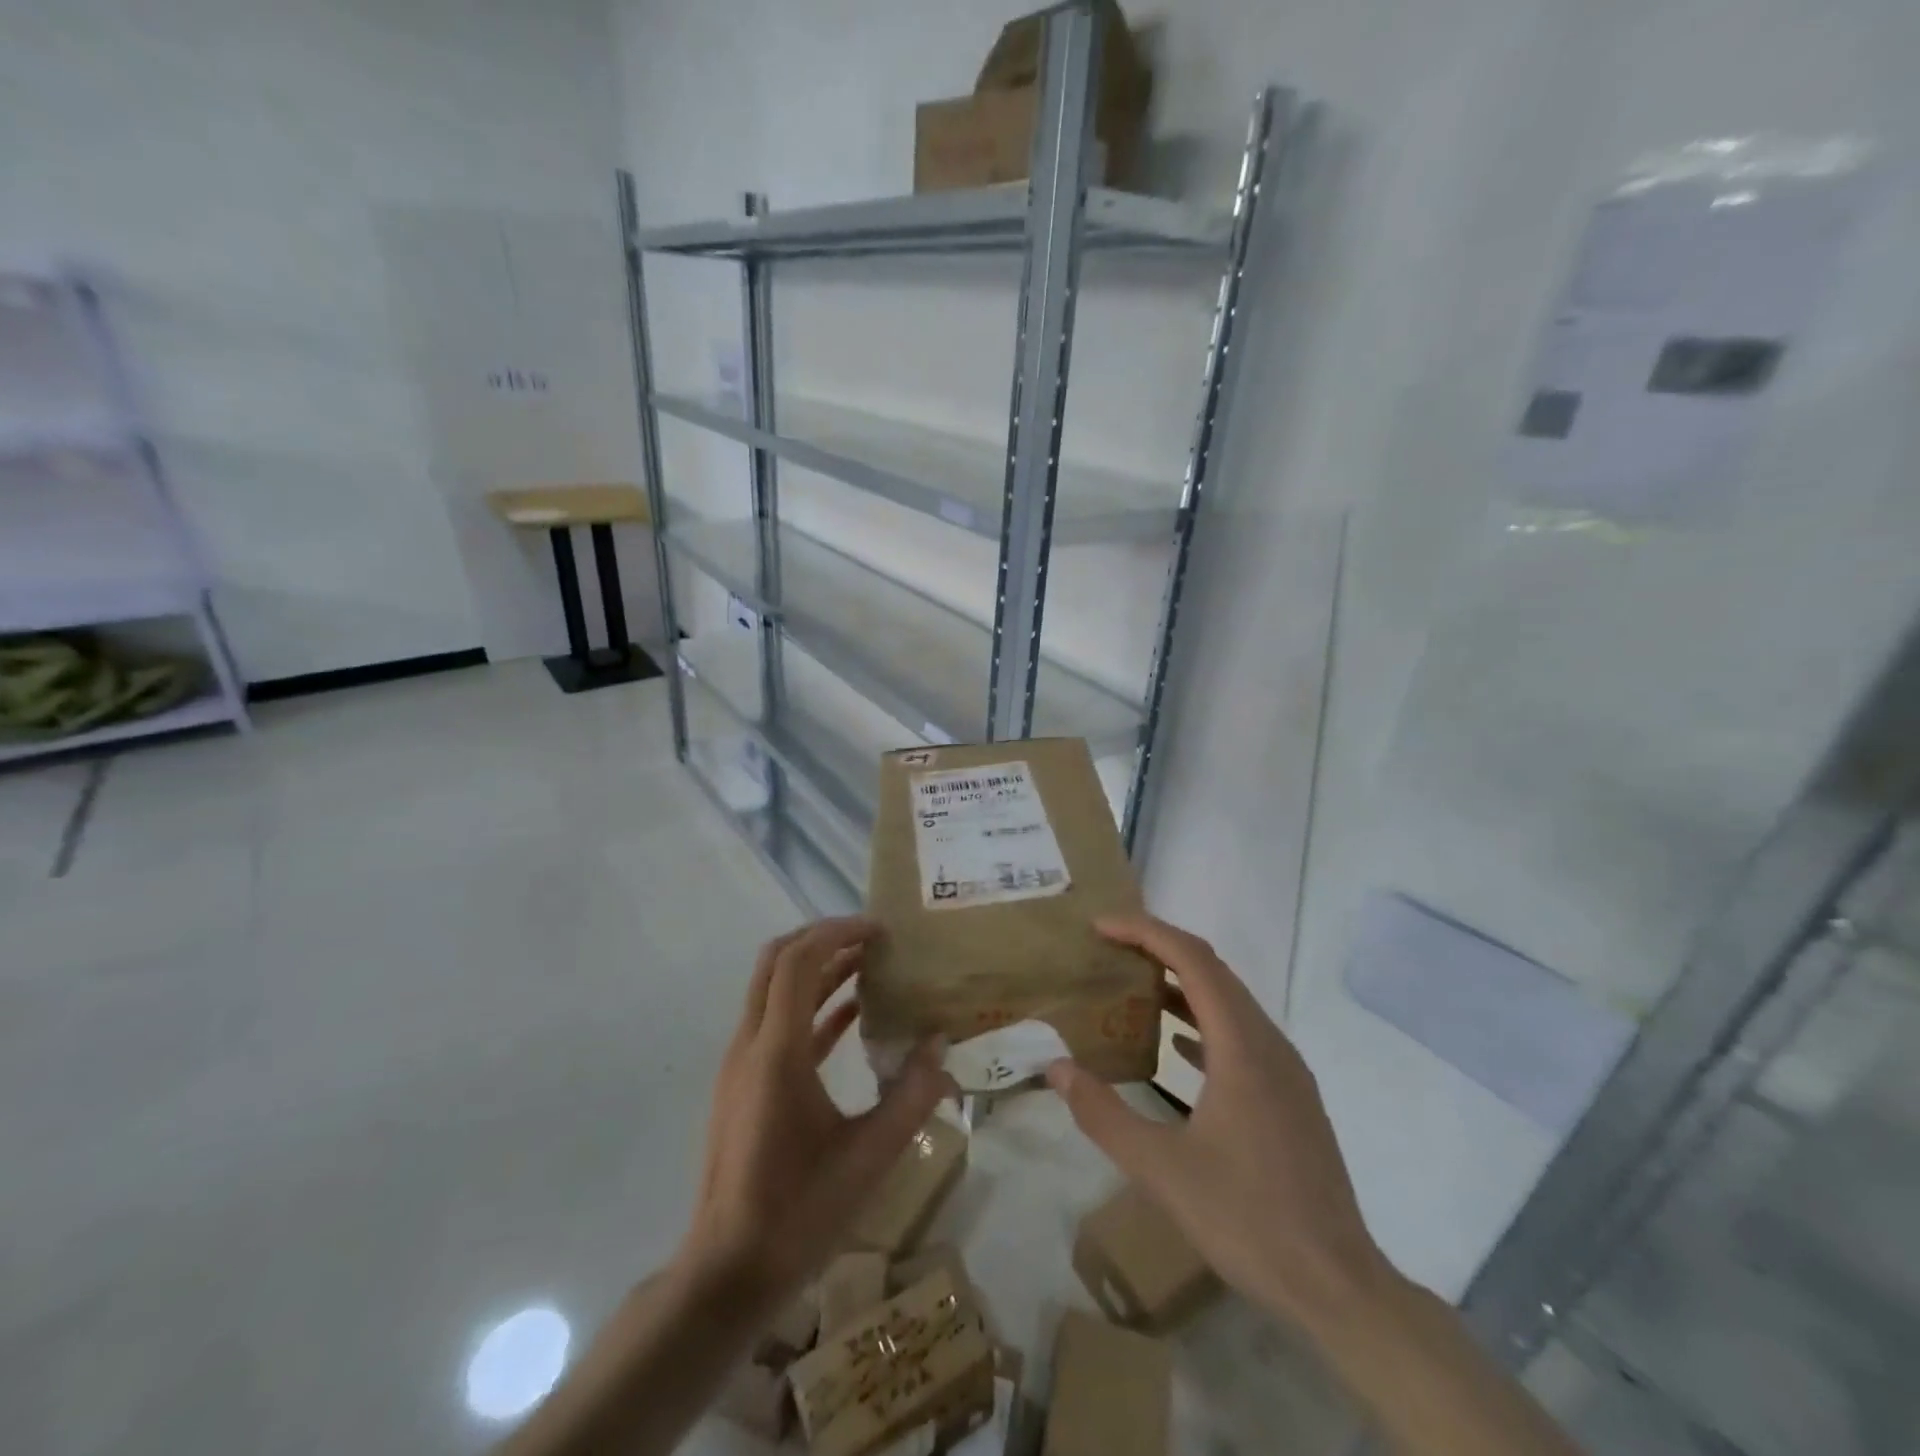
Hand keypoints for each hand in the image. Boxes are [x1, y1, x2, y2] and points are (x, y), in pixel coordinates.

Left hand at [678, 917, 952, 1308]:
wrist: (727, 1272)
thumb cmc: (798, 1213)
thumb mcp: (869, 1157)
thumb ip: (910, 1096)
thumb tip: (941, 1045)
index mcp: (776, 1052)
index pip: (798, 961)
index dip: (837, 933)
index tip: (879, 929)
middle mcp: (751, 1044)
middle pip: (777, 961)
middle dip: (823, 939)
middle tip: (872, 939)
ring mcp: (742, 1064)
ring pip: (774, 989)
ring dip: (817, 969)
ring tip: (868, 965)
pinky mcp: (744, 1084)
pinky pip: (778, 1025)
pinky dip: (812, 1007)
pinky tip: (852, 1015)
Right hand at [1046, 914, 1389, 1330]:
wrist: (1338, 1287)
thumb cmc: (1248, 1220)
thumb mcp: (1161, 1170)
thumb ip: (1103, 1114)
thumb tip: (1057, 1068)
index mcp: (1243, 1047)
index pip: (1193, 960)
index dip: (1146, 931)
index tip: (1100, 927)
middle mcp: (1269, 1044)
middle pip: (1213, 970)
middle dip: (1159, 948)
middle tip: (1108, 949)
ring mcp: (1286, 1070)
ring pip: (1230, 1001)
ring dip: (1181, 983)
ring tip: (1132, 985)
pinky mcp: (1290, 1096)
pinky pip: (1241, 1033)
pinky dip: (1202, 1020)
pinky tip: (1175, 1042)